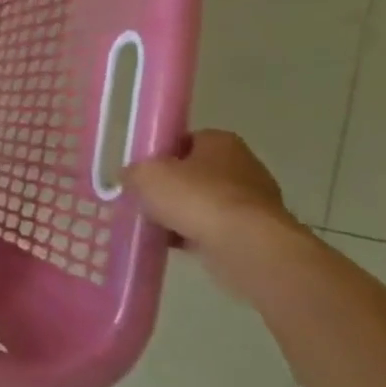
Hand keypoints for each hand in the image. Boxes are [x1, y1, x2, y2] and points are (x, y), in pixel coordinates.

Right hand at [123, 131, 298, 258]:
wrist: (246, 245)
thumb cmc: (196, 197)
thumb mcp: (146, 175)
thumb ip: (133, 172)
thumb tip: (130, 177)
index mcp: (220, 141)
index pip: (184, 141)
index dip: (160, 155)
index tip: (142, 173)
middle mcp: (242, 165)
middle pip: (194, 174)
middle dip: (170, 188)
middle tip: (145, 200)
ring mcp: (253, 201)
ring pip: (204, 204)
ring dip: (182, 214)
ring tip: (155, 226)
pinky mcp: (255, 232)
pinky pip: (215, 229)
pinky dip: (195, 235)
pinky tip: (173, 245)